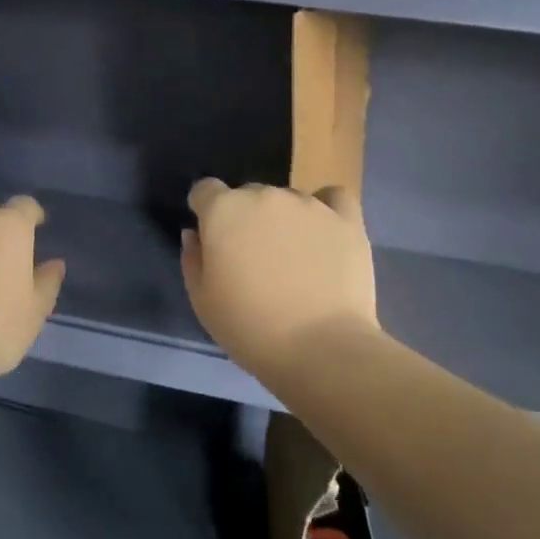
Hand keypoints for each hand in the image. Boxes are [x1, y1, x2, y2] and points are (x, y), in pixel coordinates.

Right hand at [180, 179, 378, 378]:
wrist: (320, 348)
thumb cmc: (250, 328)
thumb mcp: (203, 301)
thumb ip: (193, 258)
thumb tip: (195, 233)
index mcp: (224, 210)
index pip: (205, 190)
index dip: (205, 211)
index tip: (212, 239)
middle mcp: (265, 195)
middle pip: (248, 195)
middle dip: (246, 219)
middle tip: (254, 259)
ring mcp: (309, 204)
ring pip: (288, 199)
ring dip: (284, 220)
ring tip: (295, 259)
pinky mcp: (346, 219)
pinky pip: (334, 198)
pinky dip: (327, 210)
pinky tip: (324, 233)